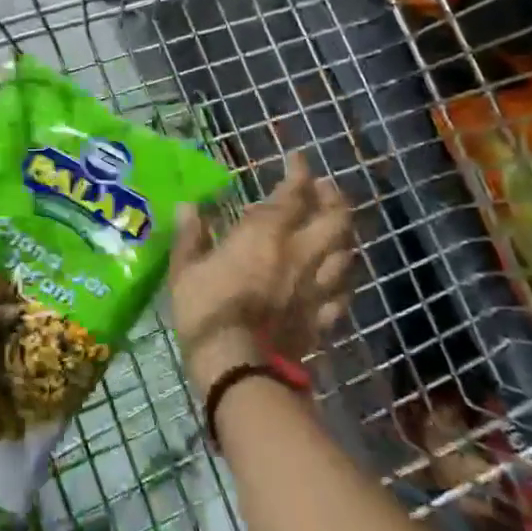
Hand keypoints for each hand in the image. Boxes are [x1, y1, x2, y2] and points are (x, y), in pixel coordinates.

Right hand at [168, 153, 353, 389]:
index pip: (294, 193)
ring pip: (347, 252)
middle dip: (333, 198)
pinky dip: (343, 277)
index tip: (297, 160)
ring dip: (344, 233)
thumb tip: (190, 206)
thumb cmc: (207, 312)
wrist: (240, 370)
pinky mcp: (323, 318)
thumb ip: (190, 236)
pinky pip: (343, 291)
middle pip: (335, 219)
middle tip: (324, 189)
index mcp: (266, 235)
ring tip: (334, 227)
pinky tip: (336, 275)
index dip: (299, 173)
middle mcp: (300, 254)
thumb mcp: (185, 270)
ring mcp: (317, 287)